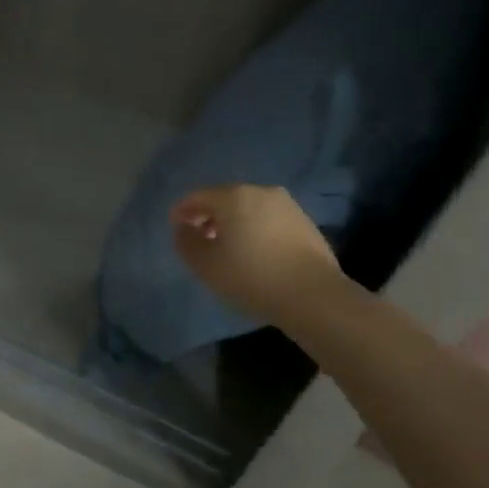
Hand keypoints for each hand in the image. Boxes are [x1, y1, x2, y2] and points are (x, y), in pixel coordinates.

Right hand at [170, 185, 342, 326]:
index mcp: (233, 196)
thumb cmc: (251, 276)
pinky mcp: (305, 223)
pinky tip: (255, 253)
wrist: (313, 295)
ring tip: (228, 248)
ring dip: (234, 223)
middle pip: (225, 199)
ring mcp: (287, 206)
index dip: (182, 211)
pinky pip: (269, 220)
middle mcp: (261, 192)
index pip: (198, 197)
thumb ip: (186, 242)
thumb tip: (183, 228)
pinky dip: (255, 230)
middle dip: (209, 216)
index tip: (175, 227)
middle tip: (200, 238)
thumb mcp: (205, 264)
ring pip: (249, 209)